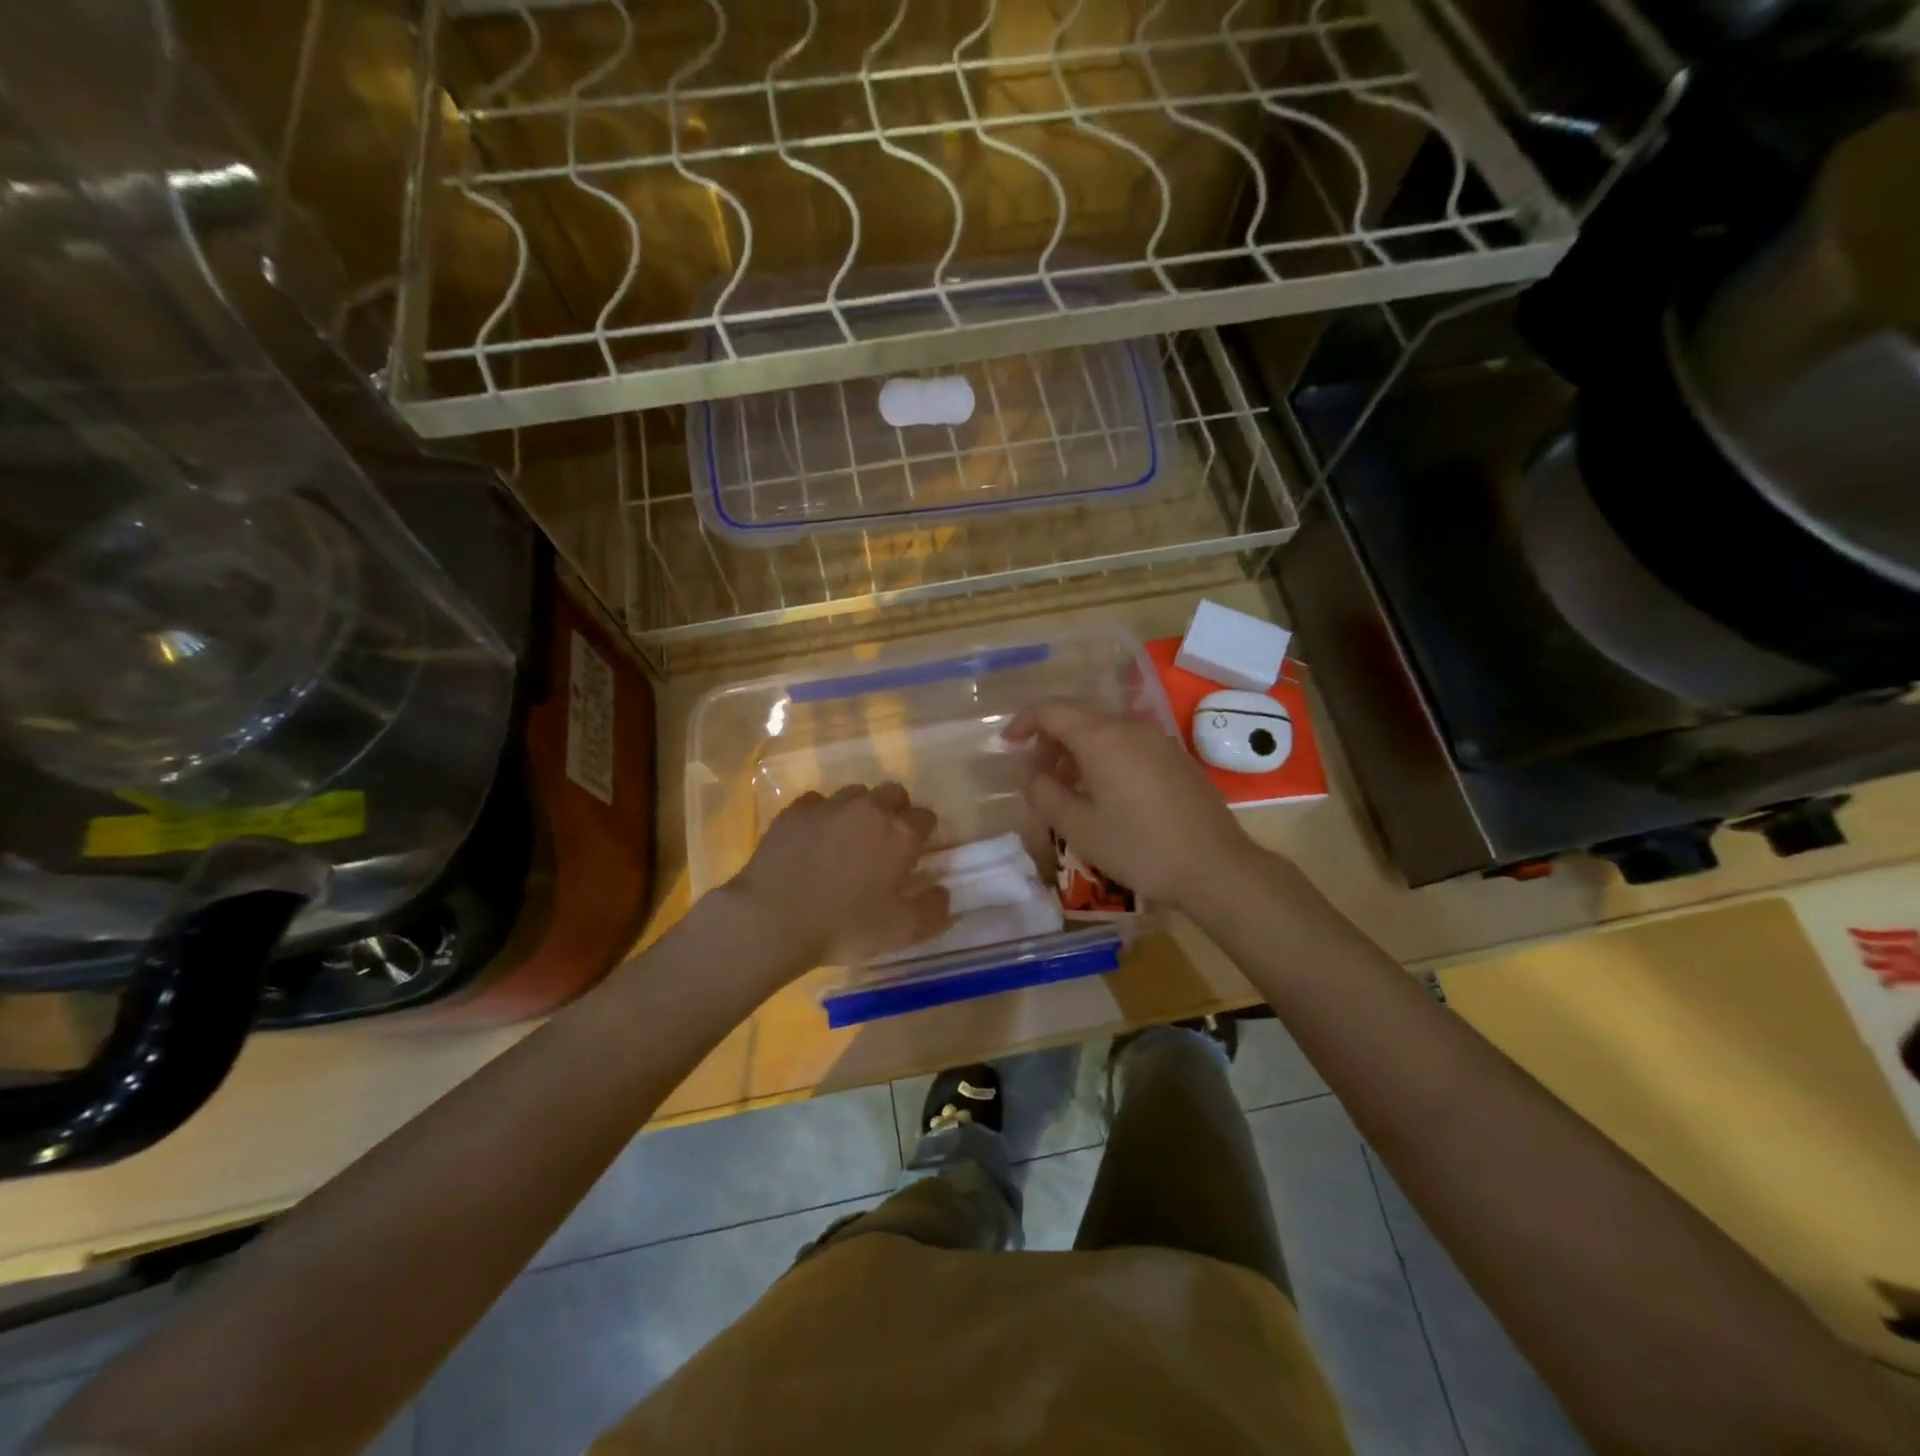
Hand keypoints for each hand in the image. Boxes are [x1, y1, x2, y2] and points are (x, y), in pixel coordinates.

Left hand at [728, 783, 949, 966]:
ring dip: (860, 810)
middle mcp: (870, 809)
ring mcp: (830, 805)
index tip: (916, 855)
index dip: (924, 834)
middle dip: (896, 811)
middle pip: (895, 793)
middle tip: (885, 843)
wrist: (772, 918)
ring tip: (848, 840)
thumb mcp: (900, 932)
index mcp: (900, 834)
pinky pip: (818, 802)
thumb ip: (933, 911)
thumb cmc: (843, 927)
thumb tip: (944, 893)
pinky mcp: (796, 810)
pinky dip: (823, 815)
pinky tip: (814, 839)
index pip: (927, 817)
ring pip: (857, 793)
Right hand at [1005, 703, 1262, 910]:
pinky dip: (1104, 756)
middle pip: (1079, 717)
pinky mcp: (1175, 757)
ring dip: (1078, 750)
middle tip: (1037, 774)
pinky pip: (1128, 743)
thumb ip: (1044, 794)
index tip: (1008, 746)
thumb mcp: (1078, 827)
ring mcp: (1157, 740)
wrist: (1214, 866)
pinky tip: (1104, 791)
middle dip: (1050, 740)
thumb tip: (1033, 775)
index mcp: (1101, 737)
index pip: (1051, 711)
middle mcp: (1129, 727)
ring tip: (1067, 786)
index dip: (1023, 723)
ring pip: (1105, 730)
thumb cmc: (1138, 846)